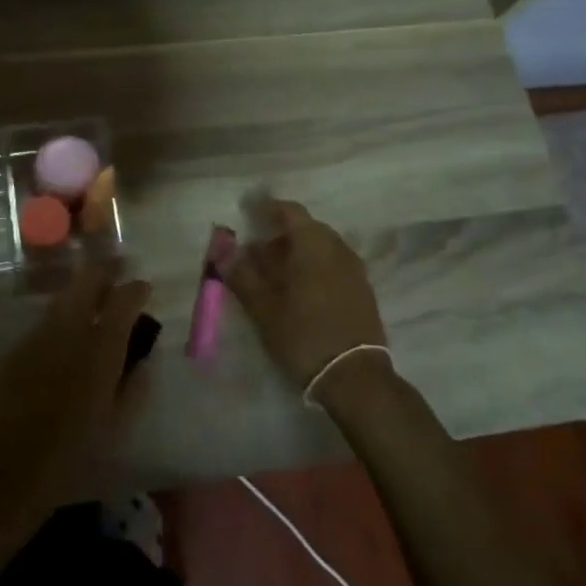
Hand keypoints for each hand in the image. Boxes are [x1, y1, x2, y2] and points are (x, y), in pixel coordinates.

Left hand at [0, 261, 151, 521]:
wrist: (7, 472)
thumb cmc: (73, 455)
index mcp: (101, 347)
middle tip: (116, 282)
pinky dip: (58, 325)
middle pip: (87, 281)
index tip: (143, 289)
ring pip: (62, 300)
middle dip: (104, 275)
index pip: (124, 299)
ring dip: (80, 298)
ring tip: (91, 313)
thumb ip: (135, 386)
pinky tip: (61, 349)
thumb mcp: (118, 426)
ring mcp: (37, 336)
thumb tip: (141, 361)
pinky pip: (43, 326)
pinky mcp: (14, 350)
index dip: (136, 289)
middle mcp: (68, 330)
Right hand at [222, 199, 387, 390]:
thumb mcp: (263, 308)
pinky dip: (314, 268)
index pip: (289, 211)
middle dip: (280, 235)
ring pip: (321, 248)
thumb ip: (242, 275)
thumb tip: (222, 251)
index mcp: (313, 244)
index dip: (267, 209)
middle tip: (256, 253)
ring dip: (297, 253)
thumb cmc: (303, 335)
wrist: (355, 377)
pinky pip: (333, 265)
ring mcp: (354, 270)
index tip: (248, 213)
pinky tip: (300, 291)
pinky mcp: (363, 291)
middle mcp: (338, 248)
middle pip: (306, 229)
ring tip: (275, 275)